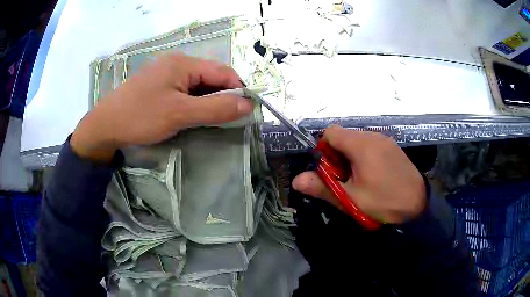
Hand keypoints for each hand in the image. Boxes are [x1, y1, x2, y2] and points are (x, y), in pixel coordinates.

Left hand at [71, 53, 251, 161]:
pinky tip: (190, 116)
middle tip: (225, 120)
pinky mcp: (159, 85)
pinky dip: (193, 103)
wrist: (105, 126)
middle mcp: (177, 63)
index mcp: (183, 63)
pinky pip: (184, 91)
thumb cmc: (141, 117)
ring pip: (198, 85)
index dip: (238, 90)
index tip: (245, 112)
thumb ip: (216, 108)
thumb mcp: (180, 114)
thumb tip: (248, 105)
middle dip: (222, 97)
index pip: (223, 72)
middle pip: (211, 77)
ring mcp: (166, 74)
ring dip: (207, 101)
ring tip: (209, 121)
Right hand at [292, 125, 426, 223]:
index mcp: (361, 145)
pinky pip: (371, 145)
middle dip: (337, 156)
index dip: (324, 149)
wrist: (418, 205)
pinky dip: (364, 157)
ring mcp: (385, 140)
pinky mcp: (393, 147)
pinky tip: (374, 176)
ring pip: (357, 141)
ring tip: (360, 181)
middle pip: (344, 137)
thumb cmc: (384, 202)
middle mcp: (373, 136)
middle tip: (345, 180)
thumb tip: (296, 180)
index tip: (330, 170)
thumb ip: (322, 187)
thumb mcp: (350, 199)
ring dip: (351, 158)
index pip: (331, 132)